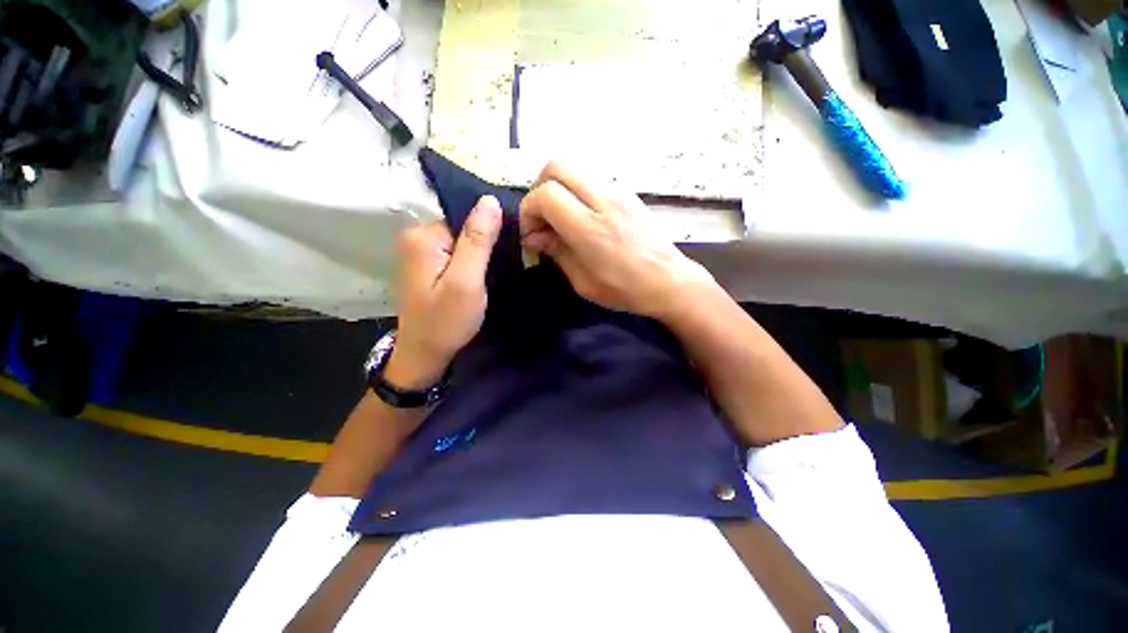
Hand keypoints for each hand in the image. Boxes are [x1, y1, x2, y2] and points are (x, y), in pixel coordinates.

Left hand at [387, 196, 502, 387]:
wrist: (425, 354)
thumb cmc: (447, 320)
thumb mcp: (467, 281)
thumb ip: (478, 240)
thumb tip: (490, 200)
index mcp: (423, 236)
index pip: (465, 217)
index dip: (489, 231)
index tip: (507, 251)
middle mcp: (416, 237)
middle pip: (462, 227)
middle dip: (484, 244)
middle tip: (501, 267)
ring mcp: (420, 252)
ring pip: (461, 241)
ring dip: (479, 254)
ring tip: (493, 273)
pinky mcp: (427, 265)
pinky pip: (455, 253)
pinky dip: (471, 262)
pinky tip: (480, 276)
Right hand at [519, 162, 713, 319]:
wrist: (669, 281)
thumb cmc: (625, 290)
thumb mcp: (583, 282)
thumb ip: (557, 252)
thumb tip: (536, 236)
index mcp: (590, 229)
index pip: (546, 194)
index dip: (529, 210)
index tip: (532, 234)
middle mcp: (603, 200)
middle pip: (556, 166)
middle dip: (539, 189)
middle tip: (542, 218)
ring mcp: (618, 191)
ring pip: (574, 169)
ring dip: (559, 189)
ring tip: (561, 220)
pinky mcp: (628, 193)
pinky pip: (592, 180)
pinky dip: (577, 193)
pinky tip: (582, 219)